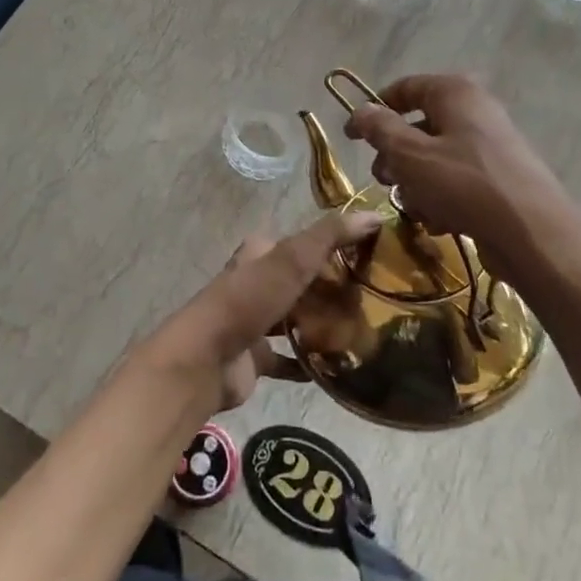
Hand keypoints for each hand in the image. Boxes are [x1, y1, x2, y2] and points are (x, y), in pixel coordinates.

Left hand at [141, 211, 381, 410]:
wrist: (207, 359)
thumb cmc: (249, 300)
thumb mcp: (293, 258)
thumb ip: (331, 235)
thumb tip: (374, 214)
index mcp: (261, 253)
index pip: (303, 243)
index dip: (334, 247)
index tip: (370, 258)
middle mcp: (256, 282)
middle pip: (301, 281)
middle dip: (332, 289)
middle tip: (373, 300)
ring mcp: (254, 321)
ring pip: (295, 317)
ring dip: (321, 323)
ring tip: (362, 330)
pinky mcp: (255, 356)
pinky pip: (288, 358)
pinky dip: (309, 362)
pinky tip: (338, 367)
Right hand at [344, 74, 568, 254]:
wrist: (531, 234)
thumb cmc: (463, 183)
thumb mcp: (409, 154)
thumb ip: (380, 129)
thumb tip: (361, 111)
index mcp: (454, 92)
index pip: (405, 88)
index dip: (374, 109)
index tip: (350, 137)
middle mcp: (475, 112)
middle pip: (419, 126)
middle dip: (395, 156)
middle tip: (383, 179)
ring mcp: (490, 147)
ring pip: (435, 159)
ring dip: (416, 183)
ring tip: (415, 206)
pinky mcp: (498, 180)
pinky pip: (456, 182)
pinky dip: (442, 199)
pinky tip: (439, 222)